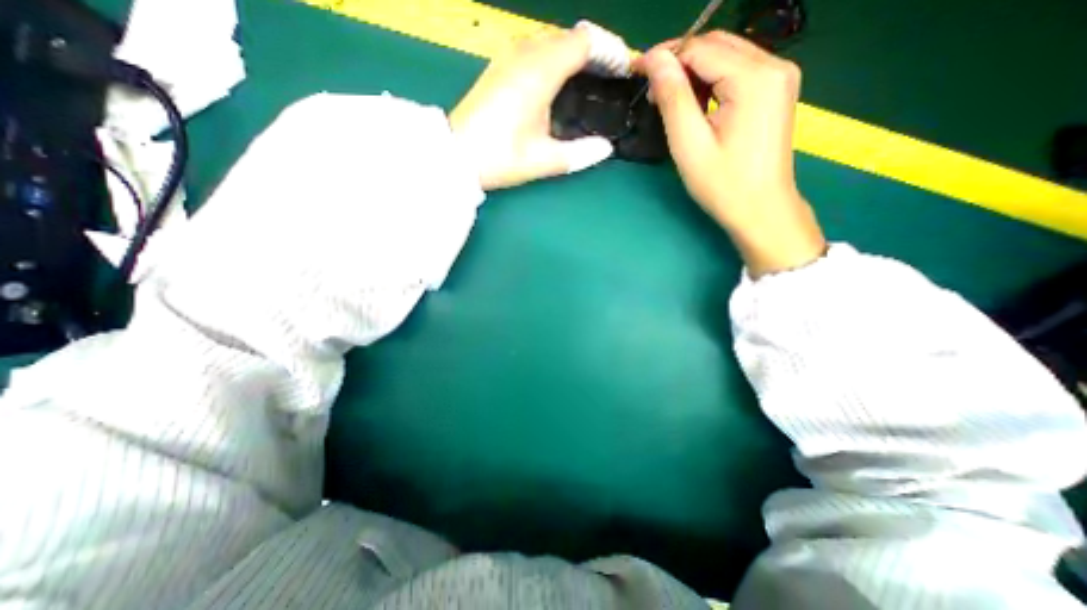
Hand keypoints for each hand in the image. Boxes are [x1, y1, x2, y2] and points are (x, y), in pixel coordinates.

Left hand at [448, 27, 615, 191]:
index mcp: (539, 72)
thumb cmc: (500, 157)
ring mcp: (507, 57)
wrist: (456, 155)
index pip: (584, 41)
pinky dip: (553, 58)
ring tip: (588, 79)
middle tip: (609, 78)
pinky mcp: (497, 67)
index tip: (622, 70)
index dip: (608, 51)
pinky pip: (533, 49)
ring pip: (550, 40)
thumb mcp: (544, 160)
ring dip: (572, 54)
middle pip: (569, 36)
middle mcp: (524, 54)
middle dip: (594, 52)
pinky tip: (557, 82)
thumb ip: (580, 154)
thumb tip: (606, 148)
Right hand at [640, 32, 823, 272]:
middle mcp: (774, 65)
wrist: (762, 209)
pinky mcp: (777, 89)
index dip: (665, 55)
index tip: (637, 71)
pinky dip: (712, 79)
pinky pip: (738, 70)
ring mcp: (780, 76)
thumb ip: (673, 98)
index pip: (701, 48)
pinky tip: (696, 102)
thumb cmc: (723, 185)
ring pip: (727, 54)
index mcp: (754, 79)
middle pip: (716, 44)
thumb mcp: (690, 144)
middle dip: (679, 60)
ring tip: (669, 99)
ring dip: (694, 70)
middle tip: (650, 88)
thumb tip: (655, 61)